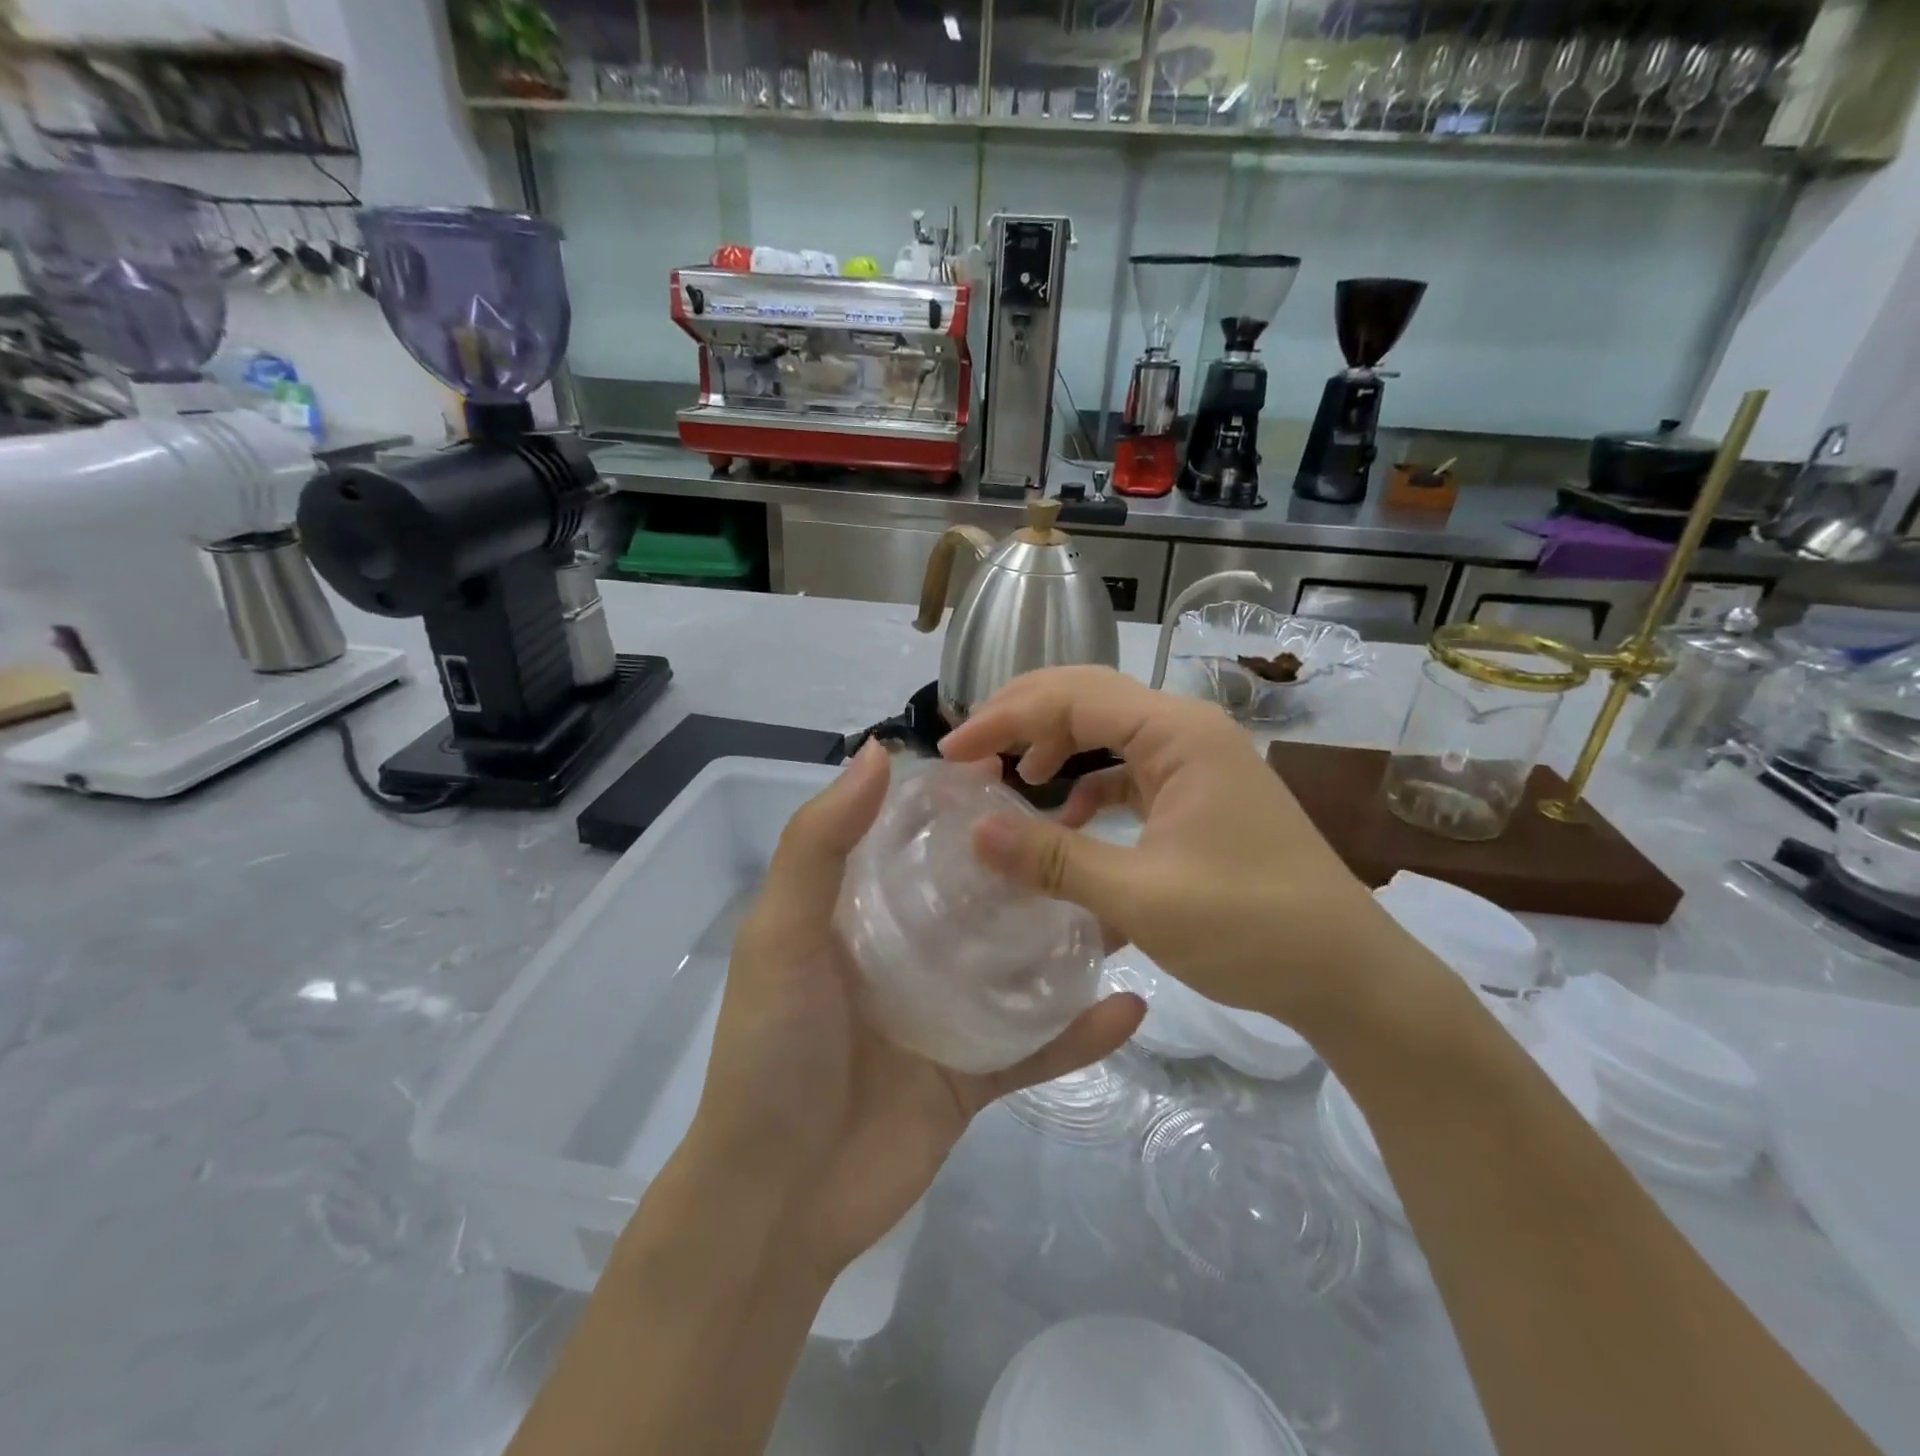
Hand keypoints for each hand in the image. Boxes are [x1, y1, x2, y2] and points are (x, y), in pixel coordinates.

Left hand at [689, 739, 1143, 1278]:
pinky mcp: (975, 1076)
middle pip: (980, 898)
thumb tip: (879, 751)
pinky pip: (1037, 1047)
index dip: (959, 804)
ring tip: (1126, 900)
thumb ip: (820, 844)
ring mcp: (946, 1016)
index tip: (1014, 769)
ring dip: (1068, 938)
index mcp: (861, 915)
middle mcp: (908, 955)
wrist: (776, 1202)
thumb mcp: (782, 935)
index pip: (917, 841)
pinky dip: (1080, 1032)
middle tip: (1090, 827)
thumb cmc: (774, 1051)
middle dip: (1027, 864)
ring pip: (1018, 965)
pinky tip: (1131, 1006)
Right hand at [940, 666, 1425, 1035]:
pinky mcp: (1200, 794)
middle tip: (970, 750)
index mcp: (1178, 734)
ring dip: (1056, 745)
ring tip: (1013, 776)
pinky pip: (1130, 769)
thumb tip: (973, 831)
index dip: (1005, 717)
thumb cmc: (1250, 928)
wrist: (1347, 974)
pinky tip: (1070, 817)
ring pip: (1108, 730)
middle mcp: (1188, 730)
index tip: (953, 751)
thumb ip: (1054, 859)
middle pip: (1088, 697)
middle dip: (1024, 718)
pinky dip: (1090, 784)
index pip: (1072, 696)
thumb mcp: (1140, 897)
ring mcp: (1198, 761)